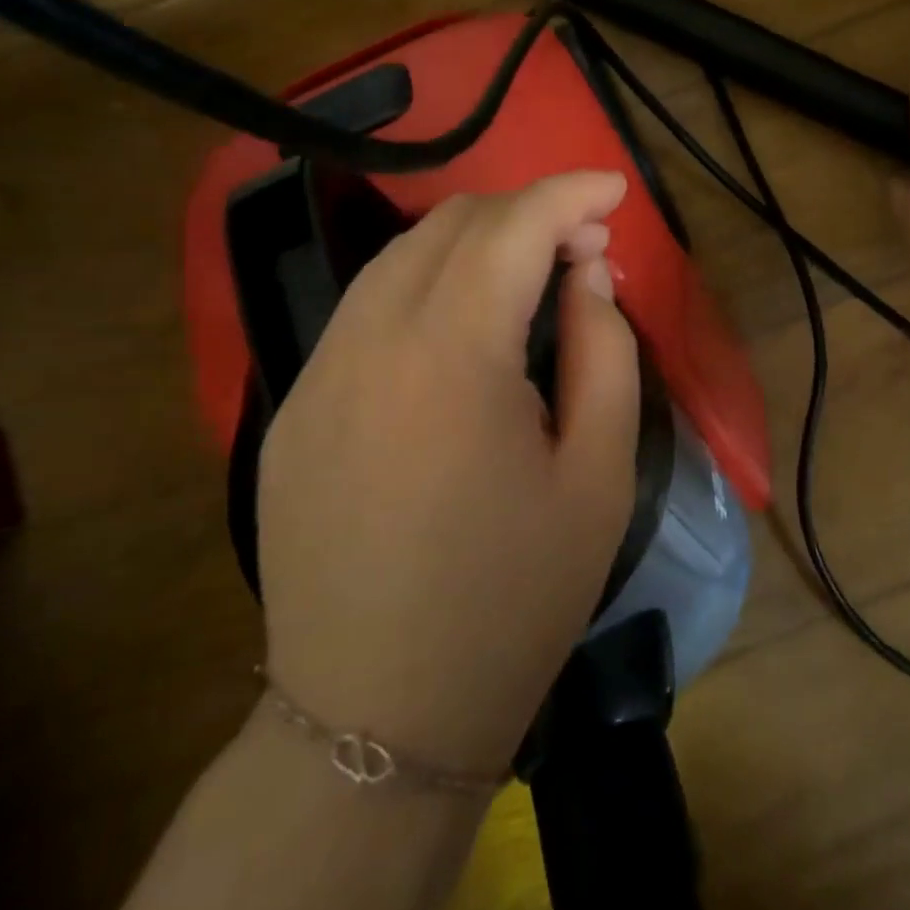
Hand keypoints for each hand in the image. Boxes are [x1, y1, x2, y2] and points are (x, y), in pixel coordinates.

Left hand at [255, 172, 638, 773]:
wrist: (376, 722)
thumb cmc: (513, 599)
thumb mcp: (598, 475)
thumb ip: (605, 352)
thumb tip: (587, 273)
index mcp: (450, 357)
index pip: (512, 228)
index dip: (569, 192)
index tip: (615, 187)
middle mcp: (367, 343)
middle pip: (452, 226)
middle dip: (527, 213)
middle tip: (585, 246)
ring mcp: (316, 373)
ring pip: (401, 257)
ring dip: (476, 243)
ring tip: (533, 275)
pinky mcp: (293, 408)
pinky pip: (368, 308)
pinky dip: (429, 284)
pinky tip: (465, 325)